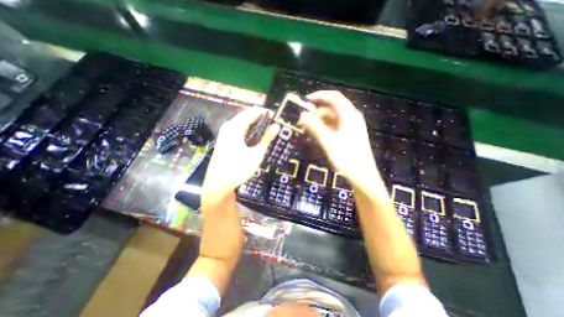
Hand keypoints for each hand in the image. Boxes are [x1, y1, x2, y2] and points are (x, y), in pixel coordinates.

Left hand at [204, 107, 279, 203]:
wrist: (218, 184)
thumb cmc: (238, 169)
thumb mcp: (256, 154)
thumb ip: (266, 138)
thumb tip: (276, 126)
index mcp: (235, 127)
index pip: (252, 112)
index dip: (264, 112)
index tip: (275, 117)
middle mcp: (228, 127)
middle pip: (246, 116)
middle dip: (260, 119)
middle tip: (273, 126)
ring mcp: (225, 134)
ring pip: (242, 123)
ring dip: (255, 125)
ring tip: (267, 132)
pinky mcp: (225, 140)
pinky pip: (239, 130)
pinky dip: (249, 131)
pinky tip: (255, 139)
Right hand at [300, 91, 388, 191]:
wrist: (362, 176)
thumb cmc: (346, 158)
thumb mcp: (328, 142)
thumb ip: (315, 127)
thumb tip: (302, 115)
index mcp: (349, 116)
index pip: (334, 97)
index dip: (319, 95)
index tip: (305, 100)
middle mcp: (351, 117)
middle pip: (332, 108)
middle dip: (317, 112)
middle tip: (303, 120)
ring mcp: (351, 126)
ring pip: (332, 118)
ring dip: (319, 121)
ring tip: (308, 129)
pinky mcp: (349, 134)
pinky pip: (334, 126)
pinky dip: (324, 128)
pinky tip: (317, 135)